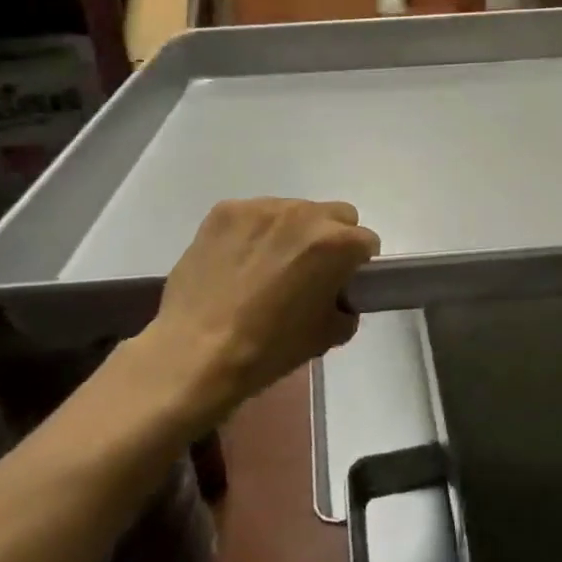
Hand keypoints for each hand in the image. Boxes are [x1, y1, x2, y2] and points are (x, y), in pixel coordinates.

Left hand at [131, 198, 379, 416]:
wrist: (195, 354)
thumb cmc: (269, 349)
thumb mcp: (327, 335)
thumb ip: (345, 305)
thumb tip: (338, 296)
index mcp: (336, 243)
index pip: (366, 242)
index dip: (356, 265)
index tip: (341, 283)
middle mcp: (304, 214)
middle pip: (336, 215)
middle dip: (330, 238)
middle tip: (308, 270)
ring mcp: (261, 207)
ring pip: (294, 211)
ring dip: (290, 232)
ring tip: (265, 266)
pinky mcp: (225, 210)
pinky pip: (253, 215)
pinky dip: (253, 233)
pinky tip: (237, 262)